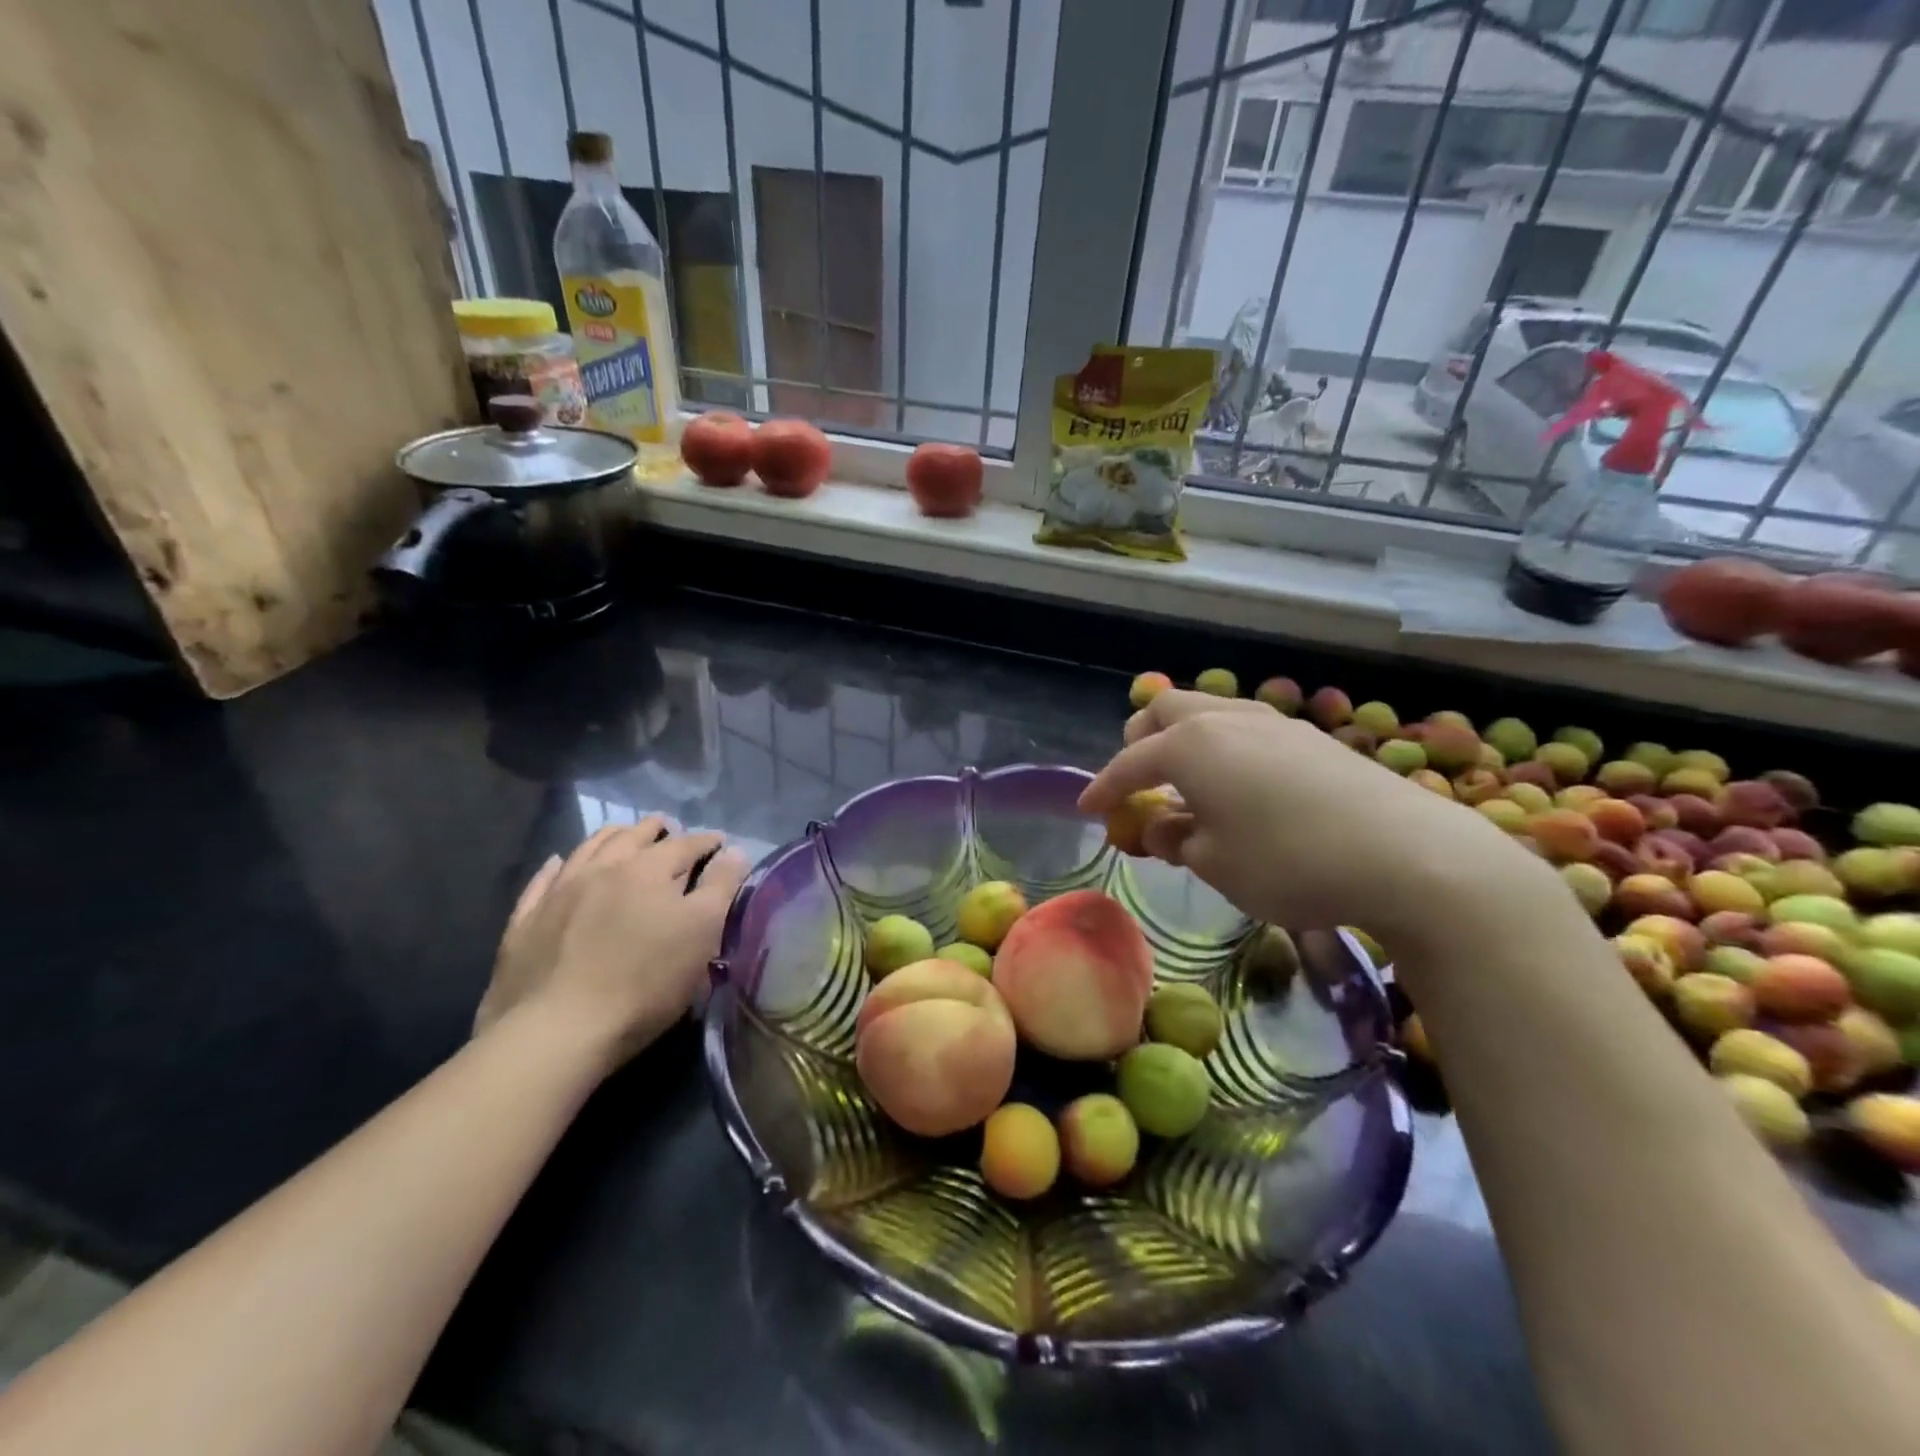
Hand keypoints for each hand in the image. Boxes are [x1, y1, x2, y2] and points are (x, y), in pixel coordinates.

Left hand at [476, 819, 751, 1070]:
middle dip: (655, 830)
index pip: (685, 844)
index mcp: (648, 869)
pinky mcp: (525, 921)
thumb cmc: (644, 982)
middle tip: (668, 828)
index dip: (706, 842)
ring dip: (611, 837)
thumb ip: (720, 887)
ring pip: (588, 848)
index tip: (720, 842)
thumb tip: (734, 851)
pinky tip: (559, 863)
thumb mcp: (701, 934)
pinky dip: (557, 866)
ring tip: (623, 836)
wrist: (556, 1031)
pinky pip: (542, 880)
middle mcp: (602, 868)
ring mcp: (558, 892)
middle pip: (633, 836)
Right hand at [1079, 690, 1554, 946]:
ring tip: (1186, 779)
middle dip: (1140, 742)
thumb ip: (1176, 840)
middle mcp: (1226, 720)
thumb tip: (1160, 827)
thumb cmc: (1289, 863)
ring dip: (1183, 737)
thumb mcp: (1216, 865)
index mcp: (1190, 747)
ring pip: (1208, 710)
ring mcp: (1272, 722)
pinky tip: (1239, 782)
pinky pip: (1244, 725)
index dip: (1103, 787)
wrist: (1407, 855)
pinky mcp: (1310, 736)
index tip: (1087, 809)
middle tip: (1138, 781)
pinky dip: (1221, 744)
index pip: (1129, 763)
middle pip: (1165, 711)